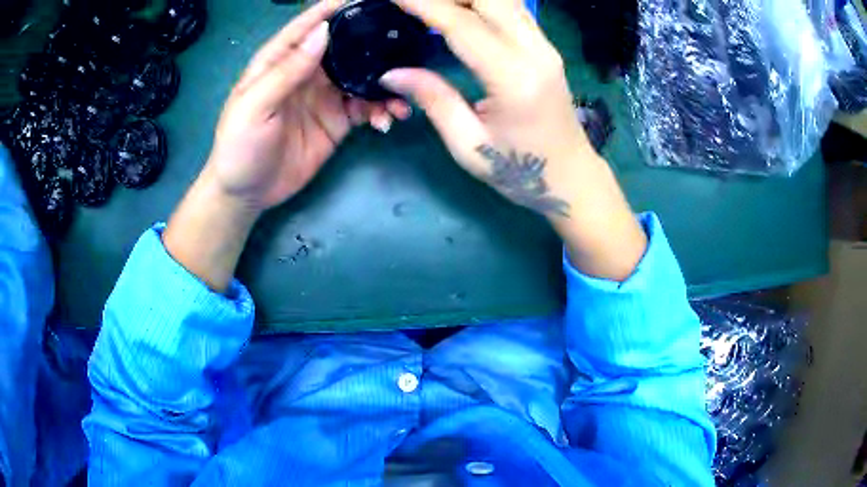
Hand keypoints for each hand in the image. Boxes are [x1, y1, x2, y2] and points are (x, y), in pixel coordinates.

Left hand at [204, 0, 409, 211]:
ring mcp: (325, 95)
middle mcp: (307, 71)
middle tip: (405, 41)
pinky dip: (381, 109)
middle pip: (344, 46)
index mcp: (280, 61)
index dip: (333, 8)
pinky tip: (387, 119)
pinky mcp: (337, 120)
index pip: (309, 26)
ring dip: (384, 82)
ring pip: (362, 77)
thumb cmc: (239, 146)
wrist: (247, 192)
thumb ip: (286, 70)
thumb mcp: (255, 107)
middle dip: (373, 43)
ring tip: (402, 95)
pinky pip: (365, 107)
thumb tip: (323, 32)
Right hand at [381, 0, 646, 280]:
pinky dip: (483, 3)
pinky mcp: (546, 48)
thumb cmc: (519, 171)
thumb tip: (391, 73)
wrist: (570, 177)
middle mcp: (535, 52)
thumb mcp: (468, 144)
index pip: (462, 25)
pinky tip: (460, 9)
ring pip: (505, 0)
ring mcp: (545, 47)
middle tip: (413, 3)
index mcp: (513, 78)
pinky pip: (513, 10)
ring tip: (433, 6)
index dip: (424, 4)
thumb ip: (433, 100)